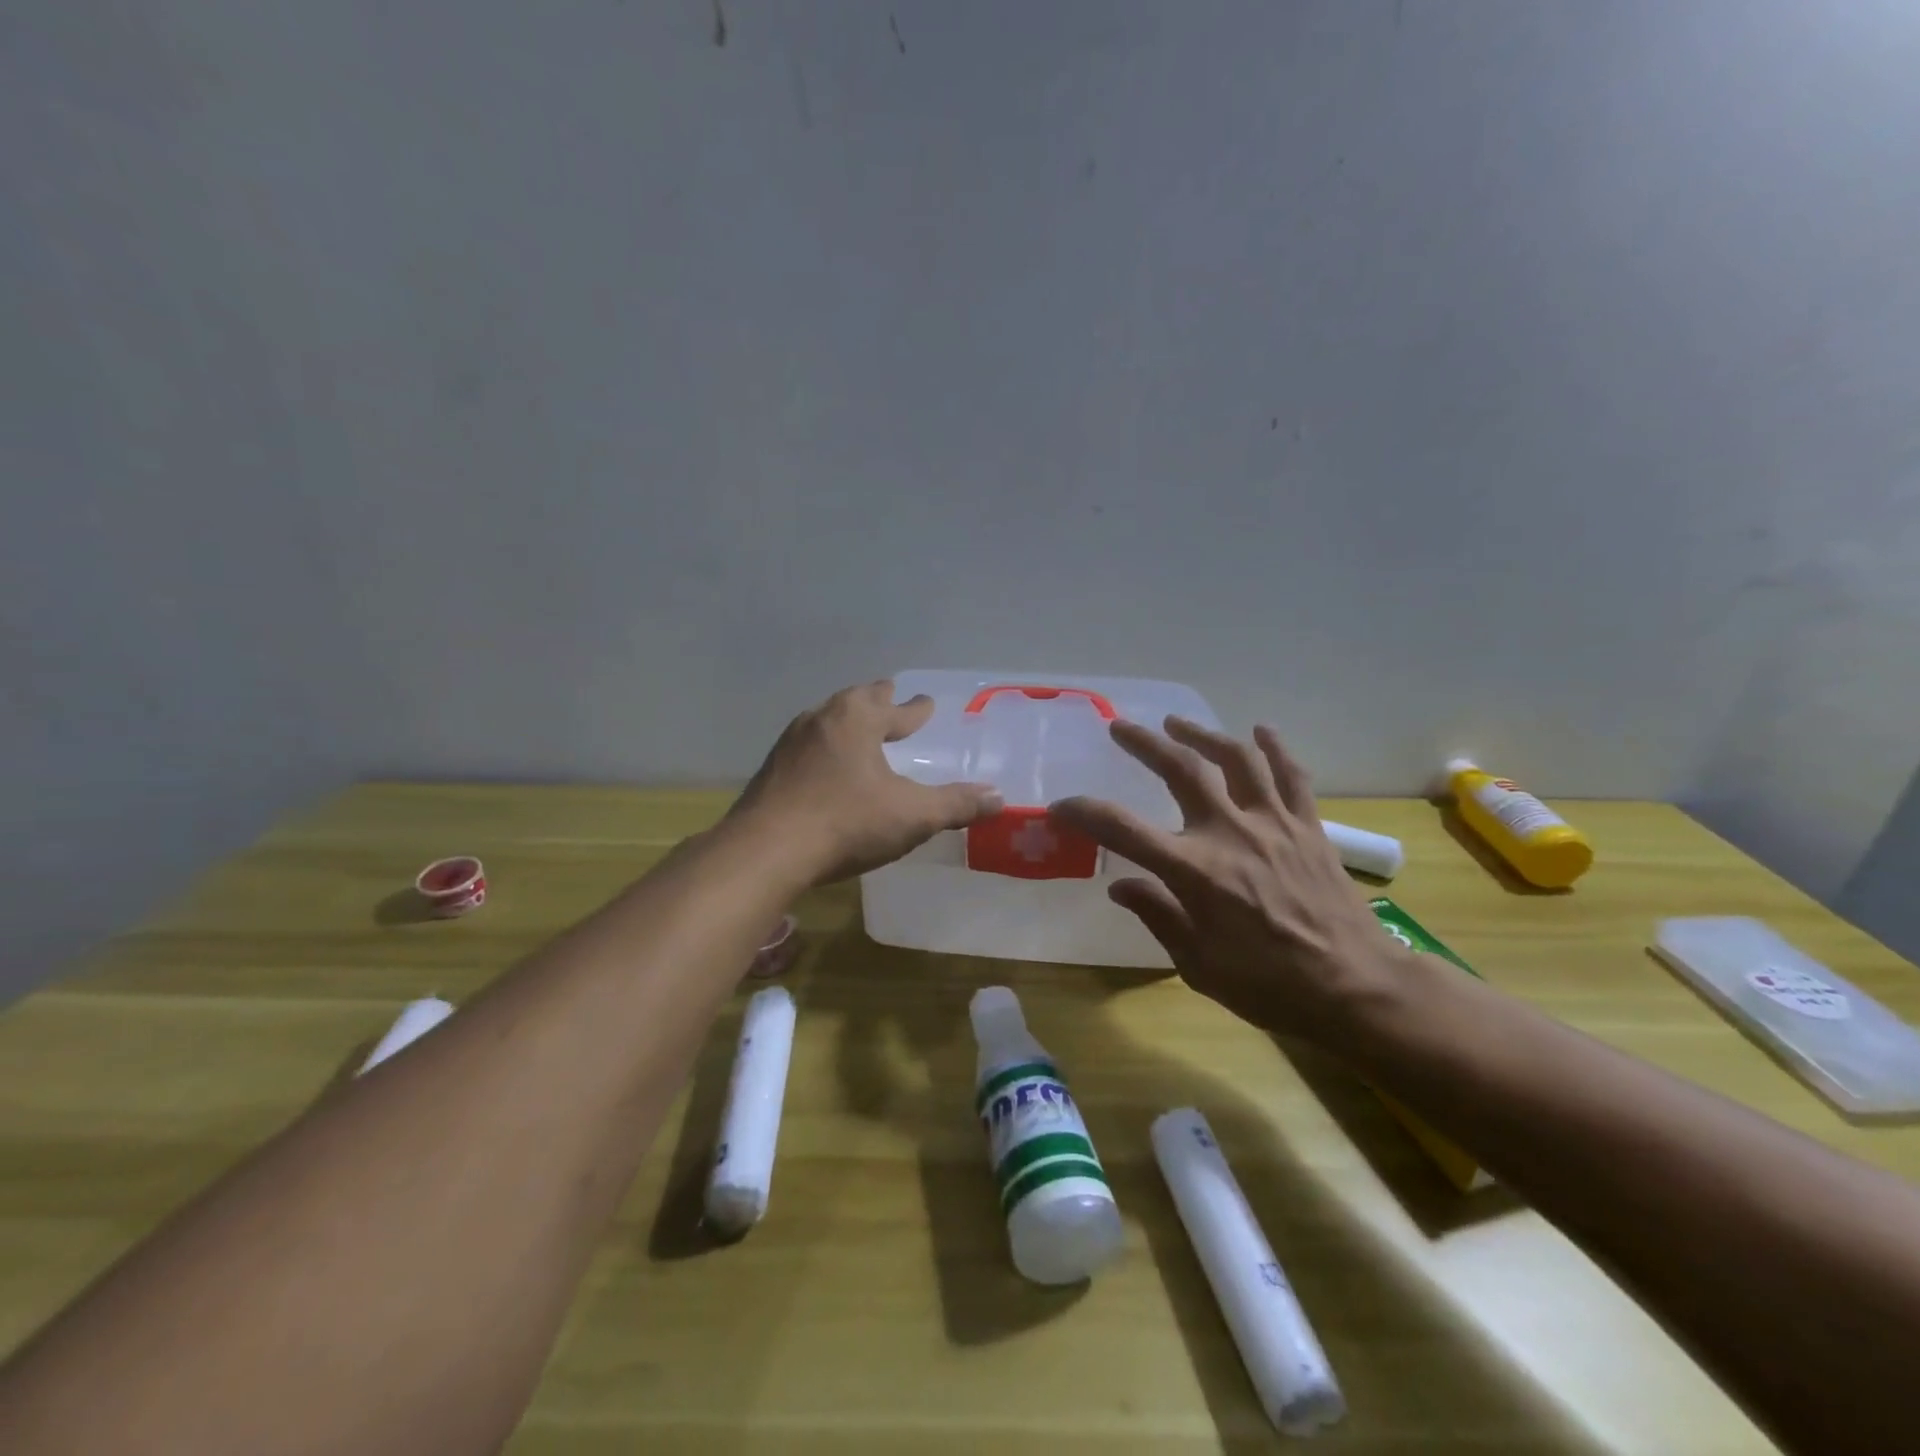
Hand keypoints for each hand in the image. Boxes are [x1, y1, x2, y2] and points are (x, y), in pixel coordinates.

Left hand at [730, 681, 1002, 883]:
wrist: (766, 851)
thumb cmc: (846, 822)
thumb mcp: (912, 815)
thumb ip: (955, 805)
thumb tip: (998, 798)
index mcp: (857, 719)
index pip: (895, 708)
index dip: (914, 709)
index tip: (925, 703)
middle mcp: (822, 720)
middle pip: (855, 701)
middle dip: (877, 700)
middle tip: (890, 697)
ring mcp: (790, 744)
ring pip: (827, 721)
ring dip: (847, 722)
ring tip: (859, 730)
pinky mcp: (771, 770)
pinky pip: (807, 747)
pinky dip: (825, 748)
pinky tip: (826, 767)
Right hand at [1050, 717, 1408, 1040]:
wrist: (1356, 988)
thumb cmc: (1269, 985)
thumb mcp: (1198, 964)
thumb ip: (1157, 916)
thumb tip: (1120, 885)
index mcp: (1195, 871)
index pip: (1123, 829)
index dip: (1084, 813)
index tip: (1061, 806)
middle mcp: (1230, 833)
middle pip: (1182, 769)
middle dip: (1145, 744)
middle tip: (1120, 728)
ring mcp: (1273, 823)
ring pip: (1236, 758)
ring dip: (1203, 734)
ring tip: (1177, 724)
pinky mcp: (1308, 826)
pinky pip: (1291, 775)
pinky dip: (1274, 748)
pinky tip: (1260, 731)